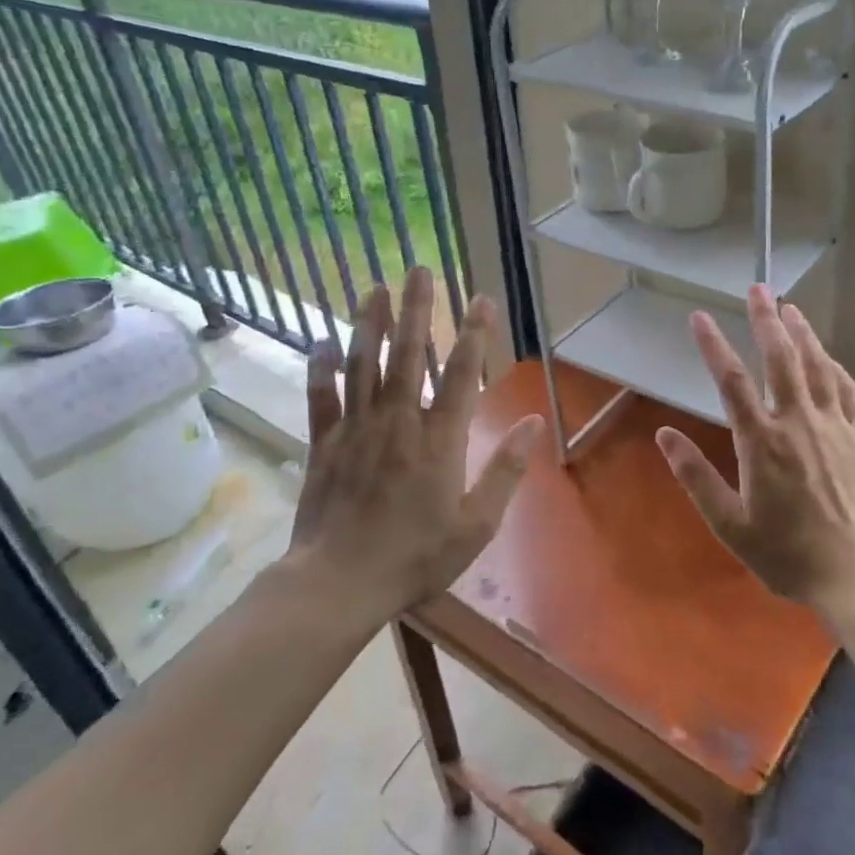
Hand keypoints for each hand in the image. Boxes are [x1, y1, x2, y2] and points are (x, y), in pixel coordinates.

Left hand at [284, 267, 542, 622]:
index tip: (481, 298)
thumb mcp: (477, 524)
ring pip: (364, 365)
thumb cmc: (416, 556)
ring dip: (371, 324)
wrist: (340, 583)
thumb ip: (506, 470)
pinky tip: (320, 341)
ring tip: (375, 288)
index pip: (462, 374)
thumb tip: (534, 423)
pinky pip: (321, 398)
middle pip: (410, 355)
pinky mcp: (324, 445)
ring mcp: (356, 430)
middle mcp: (398, 421)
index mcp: (440, 439)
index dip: (474, 333)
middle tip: (420, 270)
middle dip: (418, 310)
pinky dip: (320, 369)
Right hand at [656, 284, 854, 610]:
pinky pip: (846, 389)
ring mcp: (834, 426)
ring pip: (816, 366)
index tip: (698, 317)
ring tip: (790, 307)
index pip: (730, 381)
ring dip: (802, 333)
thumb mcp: (730, 525)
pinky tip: (826, 355)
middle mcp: (798, 422)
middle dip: (766, 320)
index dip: (712, 345)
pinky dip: (833, 365)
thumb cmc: (789, 554)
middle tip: (757, 288)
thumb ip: (696, 477)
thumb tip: (664, 435)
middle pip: (780, 358)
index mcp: (761, 442)